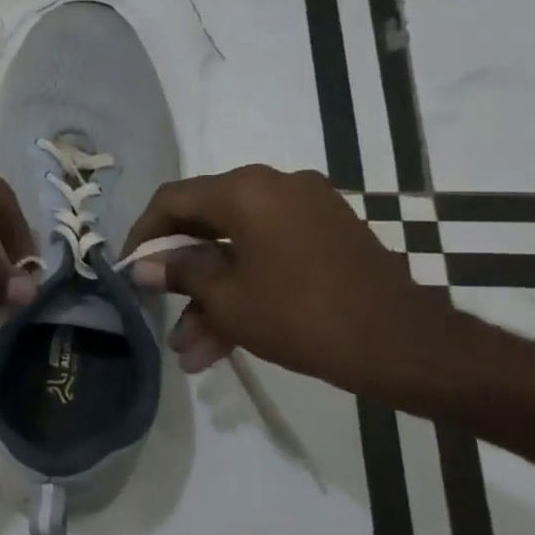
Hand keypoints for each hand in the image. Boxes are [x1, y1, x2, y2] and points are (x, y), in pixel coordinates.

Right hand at [123, 165, 450, 393]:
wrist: (405, 346)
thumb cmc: (302, 315)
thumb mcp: (226, 298)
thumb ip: (178, 273)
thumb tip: (143, 267)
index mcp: (247, 190)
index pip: (173, 199)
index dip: (143, 234)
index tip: (129, 268)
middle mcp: (275, 186)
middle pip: (205, 223)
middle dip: (179, 274)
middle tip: (156, 308)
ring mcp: (306, 210)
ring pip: (237, 248)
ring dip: (211, 294)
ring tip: (190, 348)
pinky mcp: (326, 236)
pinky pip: (268, 254)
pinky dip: (245, 287)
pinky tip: (222, 339)